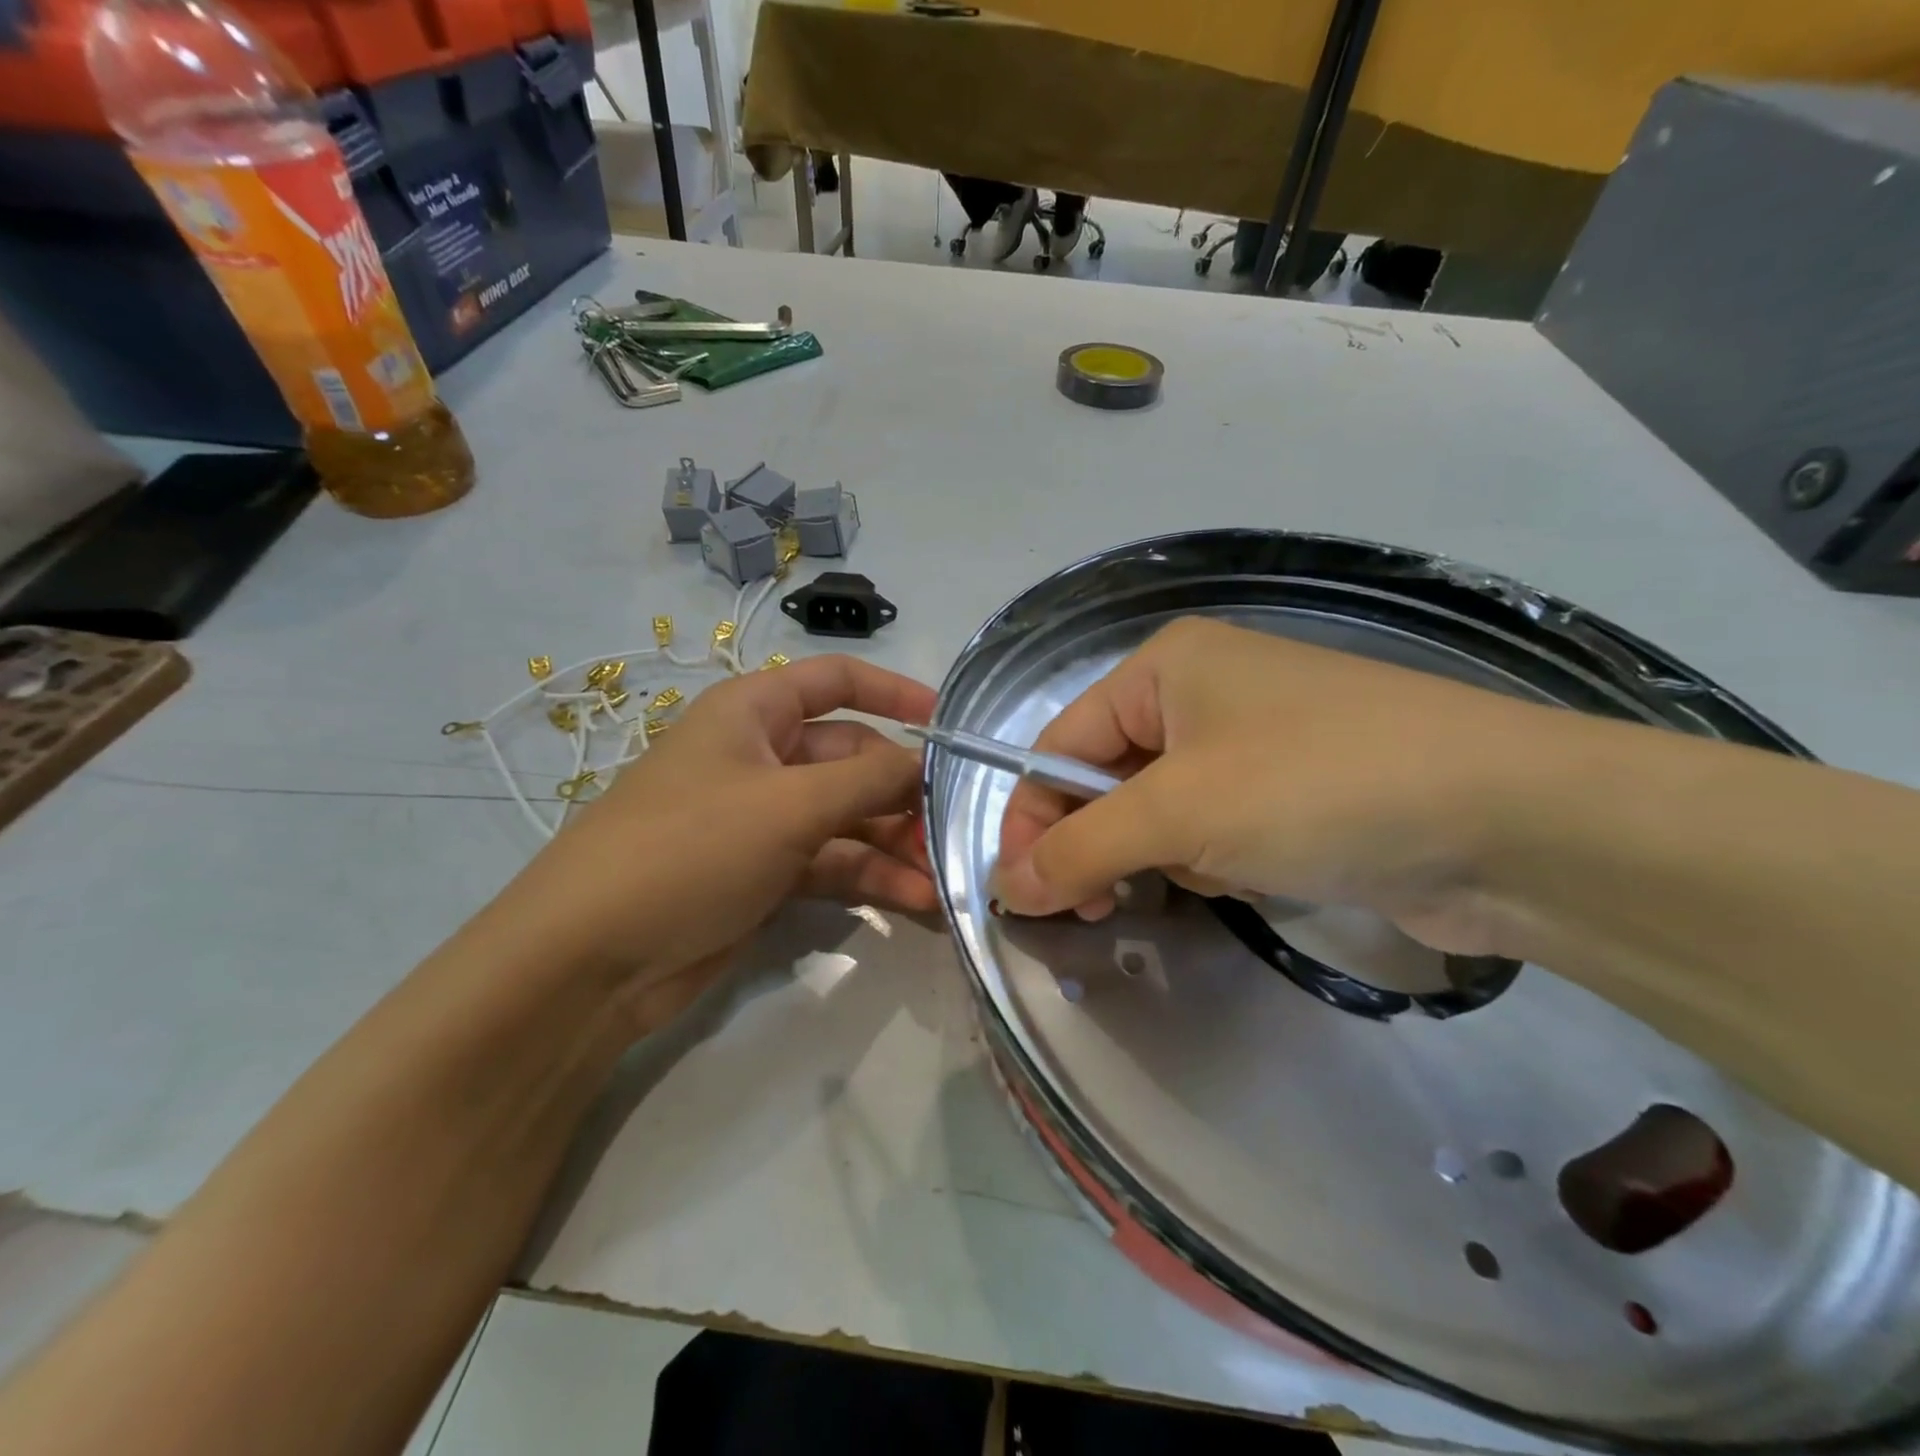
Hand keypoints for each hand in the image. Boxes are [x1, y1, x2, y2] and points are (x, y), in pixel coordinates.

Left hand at [494, 655, 936, 1032]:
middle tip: (951, 826)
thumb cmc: (689, 849)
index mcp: (753, 713)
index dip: (895, 692)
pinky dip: (871, 877)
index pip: (836, 681)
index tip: (948, 723)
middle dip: (902, 790)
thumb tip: (926, 762)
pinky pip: (832, 862)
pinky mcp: (765, 874)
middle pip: (852, 758)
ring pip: (847, 817)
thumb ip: (869, 780)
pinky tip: (915, 901)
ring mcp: (763, 819)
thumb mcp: (788, 805)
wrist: (591, 961)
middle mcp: (761, 757)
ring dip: (894, 843)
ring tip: (941, 875)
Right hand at [992, 617, 1579, 956]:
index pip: (1060, 743)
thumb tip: (1006, 890)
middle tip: (1098, 906)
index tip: (1021, 895)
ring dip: (1165, 855)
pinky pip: (1213, 829)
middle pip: (1107, 778)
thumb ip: (1078, 848)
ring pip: (1159, 812)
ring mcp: (1252, 743)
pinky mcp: (1292, 792)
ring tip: (1210, 874)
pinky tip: (1252, 877)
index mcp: (1164, 668)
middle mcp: (1202, 694)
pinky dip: (1214, 861)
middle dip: (1102, 843)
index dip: (1032, 819)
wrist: (1509, 822)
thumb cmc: (1316, 787)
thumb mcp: (1178, 812)